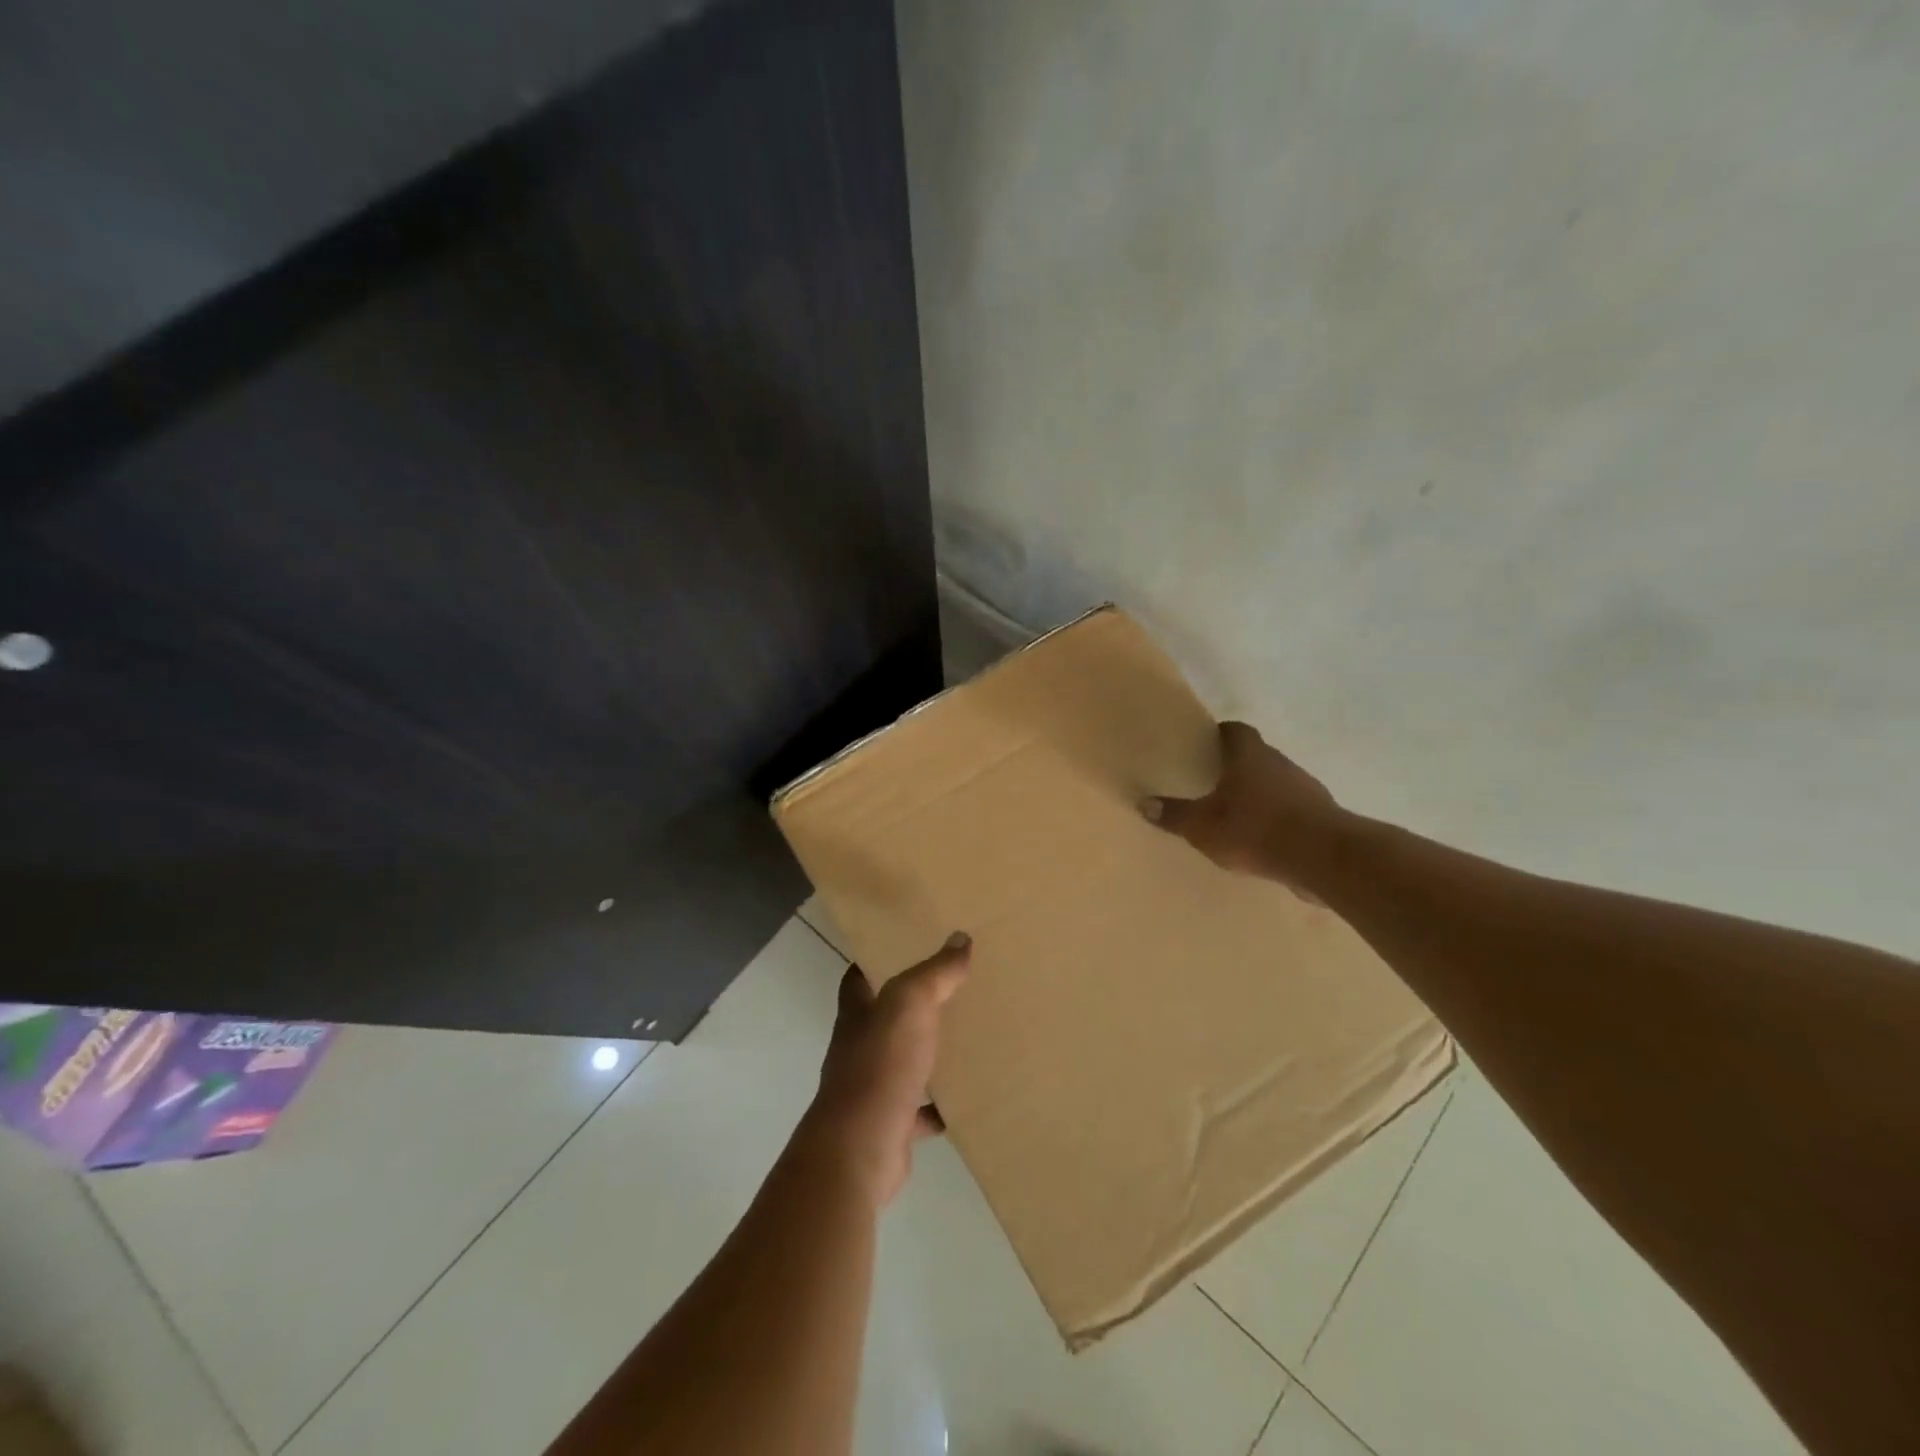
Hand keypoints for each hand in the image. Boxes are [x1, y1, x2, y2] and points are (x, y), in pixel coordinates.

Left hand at [804, 932, 971, 1207]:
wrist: (861, 1148)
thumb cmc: (880, 1065)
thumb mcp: (910, 1004)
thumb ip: (935, 972)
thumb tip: (961, 938)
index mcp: (857, 1015)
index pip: (857, 979)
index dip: (873, 961)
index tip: (901, 947)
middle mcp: (859, 1049)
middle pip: (883, 1020)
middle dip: (910, 1007)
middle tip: (951, 989)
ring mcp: (872, 1089)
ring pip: (903, 1063)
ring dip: (927, 1055)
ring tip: (965, 1039)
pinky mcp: (891, 1126)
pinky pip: (920, 1111)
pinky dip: (939, 1106)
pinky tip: (966, 1098)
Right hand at [1142, 721, 1343, 892]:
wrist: (1322, 858)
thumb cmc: (1255, 829)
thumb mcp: (1202, 825)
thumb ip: (1174, 815)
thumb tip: (1144, 803)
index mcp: (1249, 756)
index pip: (1235, 730)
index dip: (1220, 733)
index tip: (1205, 743)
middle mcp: (1280, 763)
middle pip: (1256, 755)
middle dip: (1237, 766)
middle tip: (1213, 780)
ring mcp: (1306, 789)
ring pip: (1276, 782)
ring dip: (1259, 793)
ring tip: (1236, 813)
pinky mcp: (1321, 816)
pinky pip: (1292, 810)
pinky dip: (1277, 818)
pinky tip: (1263, 839)